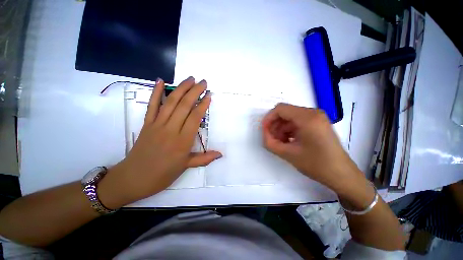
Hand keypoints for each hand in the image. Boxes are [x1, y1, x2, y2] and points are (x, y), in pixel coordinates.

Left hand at [99, 77, 221, 208]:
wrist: (133, 178)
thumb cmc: (162, 174)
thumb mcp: (186, 167)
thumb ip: (204, 158)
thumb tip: (220, 154)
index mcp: (182, 141)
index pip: (195, 118)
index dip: (202, 105)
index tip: (209, 96)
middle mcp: (170, 129)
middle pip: (184, 106)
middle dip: (195, 92)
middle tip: (203, 82)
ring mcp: (157, 125)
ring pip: (170, 102)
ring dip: (181, 88)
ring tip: (190, 79)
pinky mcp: (146, 124)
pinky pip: (152, 105)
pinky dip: (155, 92)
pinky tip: (160, 81)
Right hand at [261, 103, 363, 193]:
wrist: (341, 174)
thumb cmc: (316, 164)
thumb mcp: (288, 154)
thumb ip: (270, 143)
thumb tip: (264, 134)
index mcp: (307, 118)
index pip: (280, 109)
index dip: (269, 118)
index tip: (264, 131)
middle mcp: (313, 113)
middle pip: (285, 112)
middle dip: (275, 125)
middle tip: (271, 139)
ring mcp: (317, 117)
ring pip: (290, 117)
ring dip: (281, 128)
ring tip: (280, 143)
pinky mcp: (317, 123)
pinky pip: (297, 122)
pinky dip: (289, 130)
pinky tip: (288, 142)